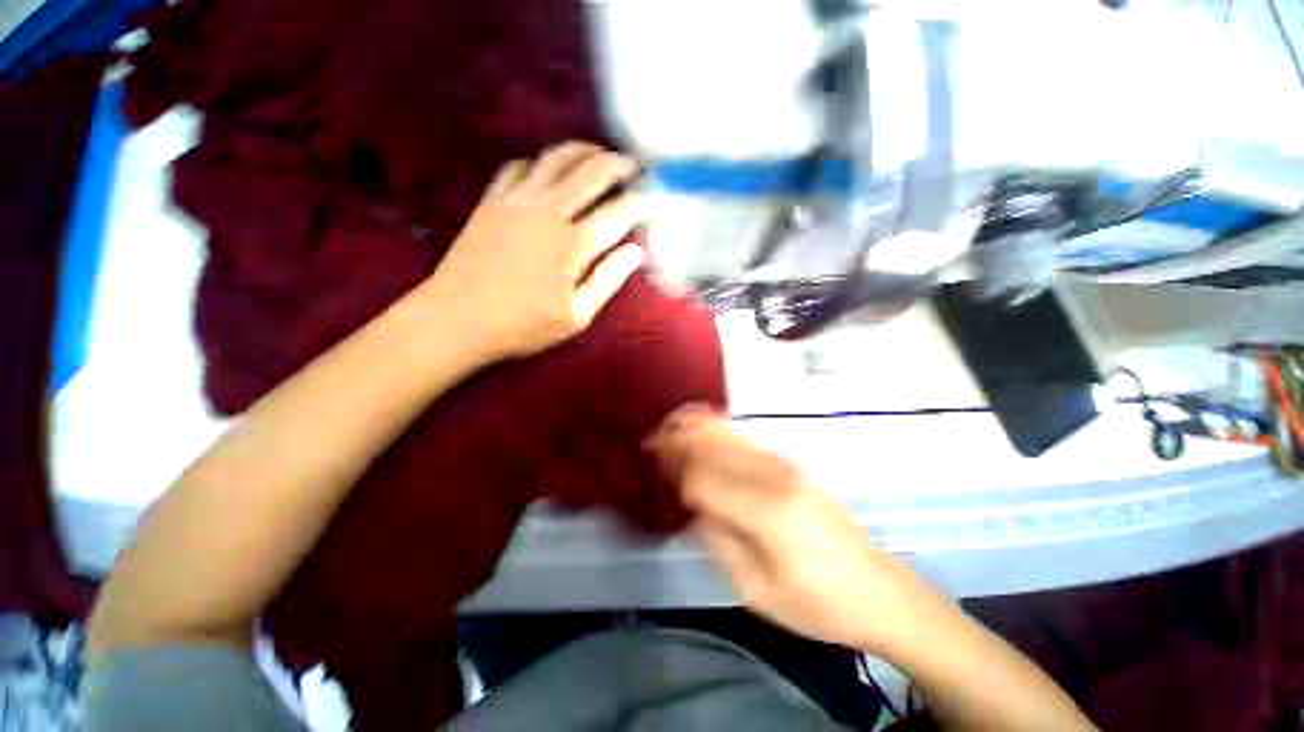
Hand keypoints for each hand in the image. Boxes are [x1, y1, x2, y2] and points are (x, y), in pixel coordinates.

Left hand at [423, 141, 646, 360]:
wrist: (456, 320)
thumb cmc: (523, 325)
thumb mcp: (576, 315)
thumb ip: (608, 279)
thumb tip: (635, 251)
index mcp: (573, 245)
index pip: (617, 212)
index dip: (639, 201)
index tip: (652, 196)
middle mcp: (548, 211)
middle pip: (589, 172)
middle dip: (617, 164)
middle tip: (633, 164)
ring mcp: (516, 201)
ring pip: (555, 159)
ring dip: (583, 151)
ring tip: (599, 154)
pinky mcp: (492, 200)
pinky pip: (519, 166)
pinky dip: (540, 162)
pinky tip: (548, 170)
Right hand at [650, 407, 943, 653]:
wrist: (877, 589)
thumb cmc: (817, 604)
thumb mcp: (757, 591)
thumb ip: (718, 539)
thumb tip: (692, 502)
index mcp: (767, 511)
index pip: (703, 480)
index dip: (676, 476)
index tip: (657, 475)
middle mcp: (774, 475)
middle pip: (713, 444)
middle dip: (678, 440)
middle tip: (650, 443)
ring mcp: (784, 464)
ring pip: (728, 432)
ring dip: (694, 427)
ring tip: (668, 428)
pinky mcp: (789, 463)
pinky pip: (743, 436)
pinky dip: (716, 429)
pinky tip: (701, 430)